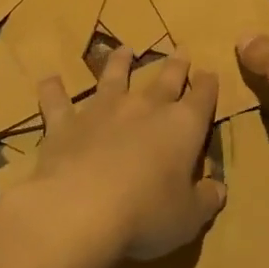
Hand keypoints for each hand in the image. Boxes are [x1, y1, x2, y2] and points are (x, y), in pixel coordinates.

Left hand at [28, 47, 223, 263]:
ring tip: (124, 50)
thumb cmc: (146, 214)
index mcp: (182, 127)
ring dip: (120, 62)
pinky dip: (53, 89)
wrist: (81, 209)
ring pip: (114, 77)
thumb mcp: (189, 217)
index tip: (210, 74)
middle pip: (165, 80)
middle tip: (180, 51)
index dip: (208, 86)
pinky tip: (49, 80)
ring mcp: (103, 110)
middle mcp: (145, 108)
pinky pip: (58, 101)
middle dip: (176, 66)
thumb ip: (206, 200)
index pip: (202, 99)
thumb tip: (218, 188)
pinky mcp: (66, 123)